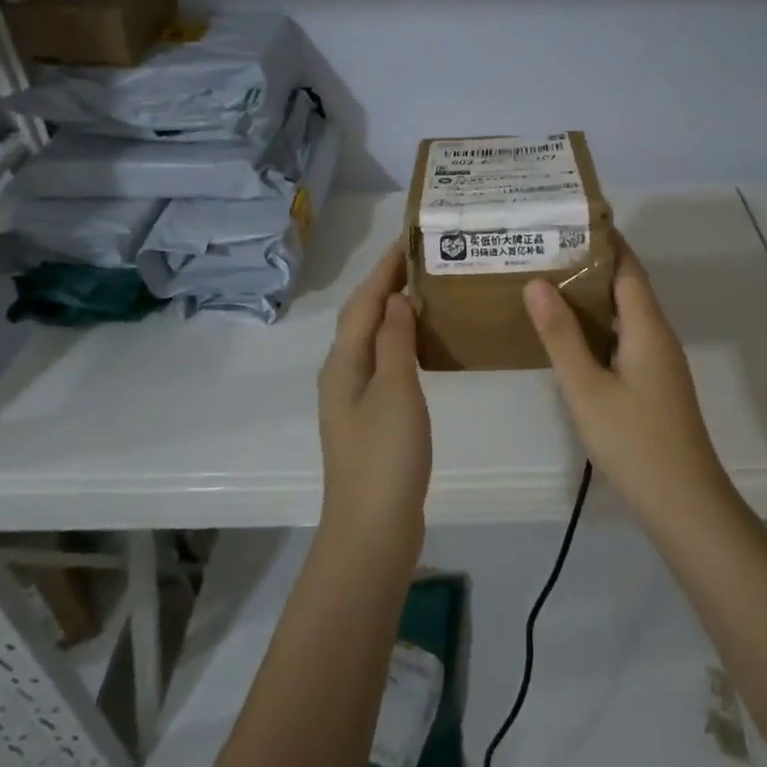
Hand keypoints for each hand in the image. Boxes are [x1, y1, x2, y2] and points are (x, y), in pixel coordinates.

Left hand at [317, 240, 431, 535]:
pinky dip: (399, 341)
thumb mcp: (395, 391)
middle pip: (362, 317)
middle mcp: (342, 373)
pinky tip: (420, 344)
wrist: (372, 528)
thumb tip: (396, 298)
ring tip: (425, 291)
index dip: (384, 268)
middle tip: (422, 258)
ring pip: (371, 339)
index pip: (364, 301)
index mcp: (343, 362)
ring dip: (392, 311)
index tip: (410, 237)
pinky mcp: (369, 418)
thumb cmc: (385, 456)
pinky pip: (383, 362)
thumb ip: (395, 342)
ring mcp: (353, 398)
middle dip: (386, 283)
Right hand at [523, 234, 728, 518]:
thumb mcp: (586, 387)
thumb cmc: (633, 440)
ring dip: (592, 295)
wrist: (682, 500)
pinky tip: (569, 333)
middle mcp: (658, 335)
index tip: (566, 218)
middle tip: (543, 248)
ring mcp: (658, 360)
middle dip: (589, 263)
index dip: (602, 240)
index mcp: (647, 326)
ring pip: (625, 313)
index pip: (627, 266)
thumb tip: (537, 282)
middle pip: (626, 285)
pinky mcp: (653, 382)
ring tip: (547, 281)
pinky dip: (598, 324)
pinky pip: (624, 336)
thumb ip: (561, 335)